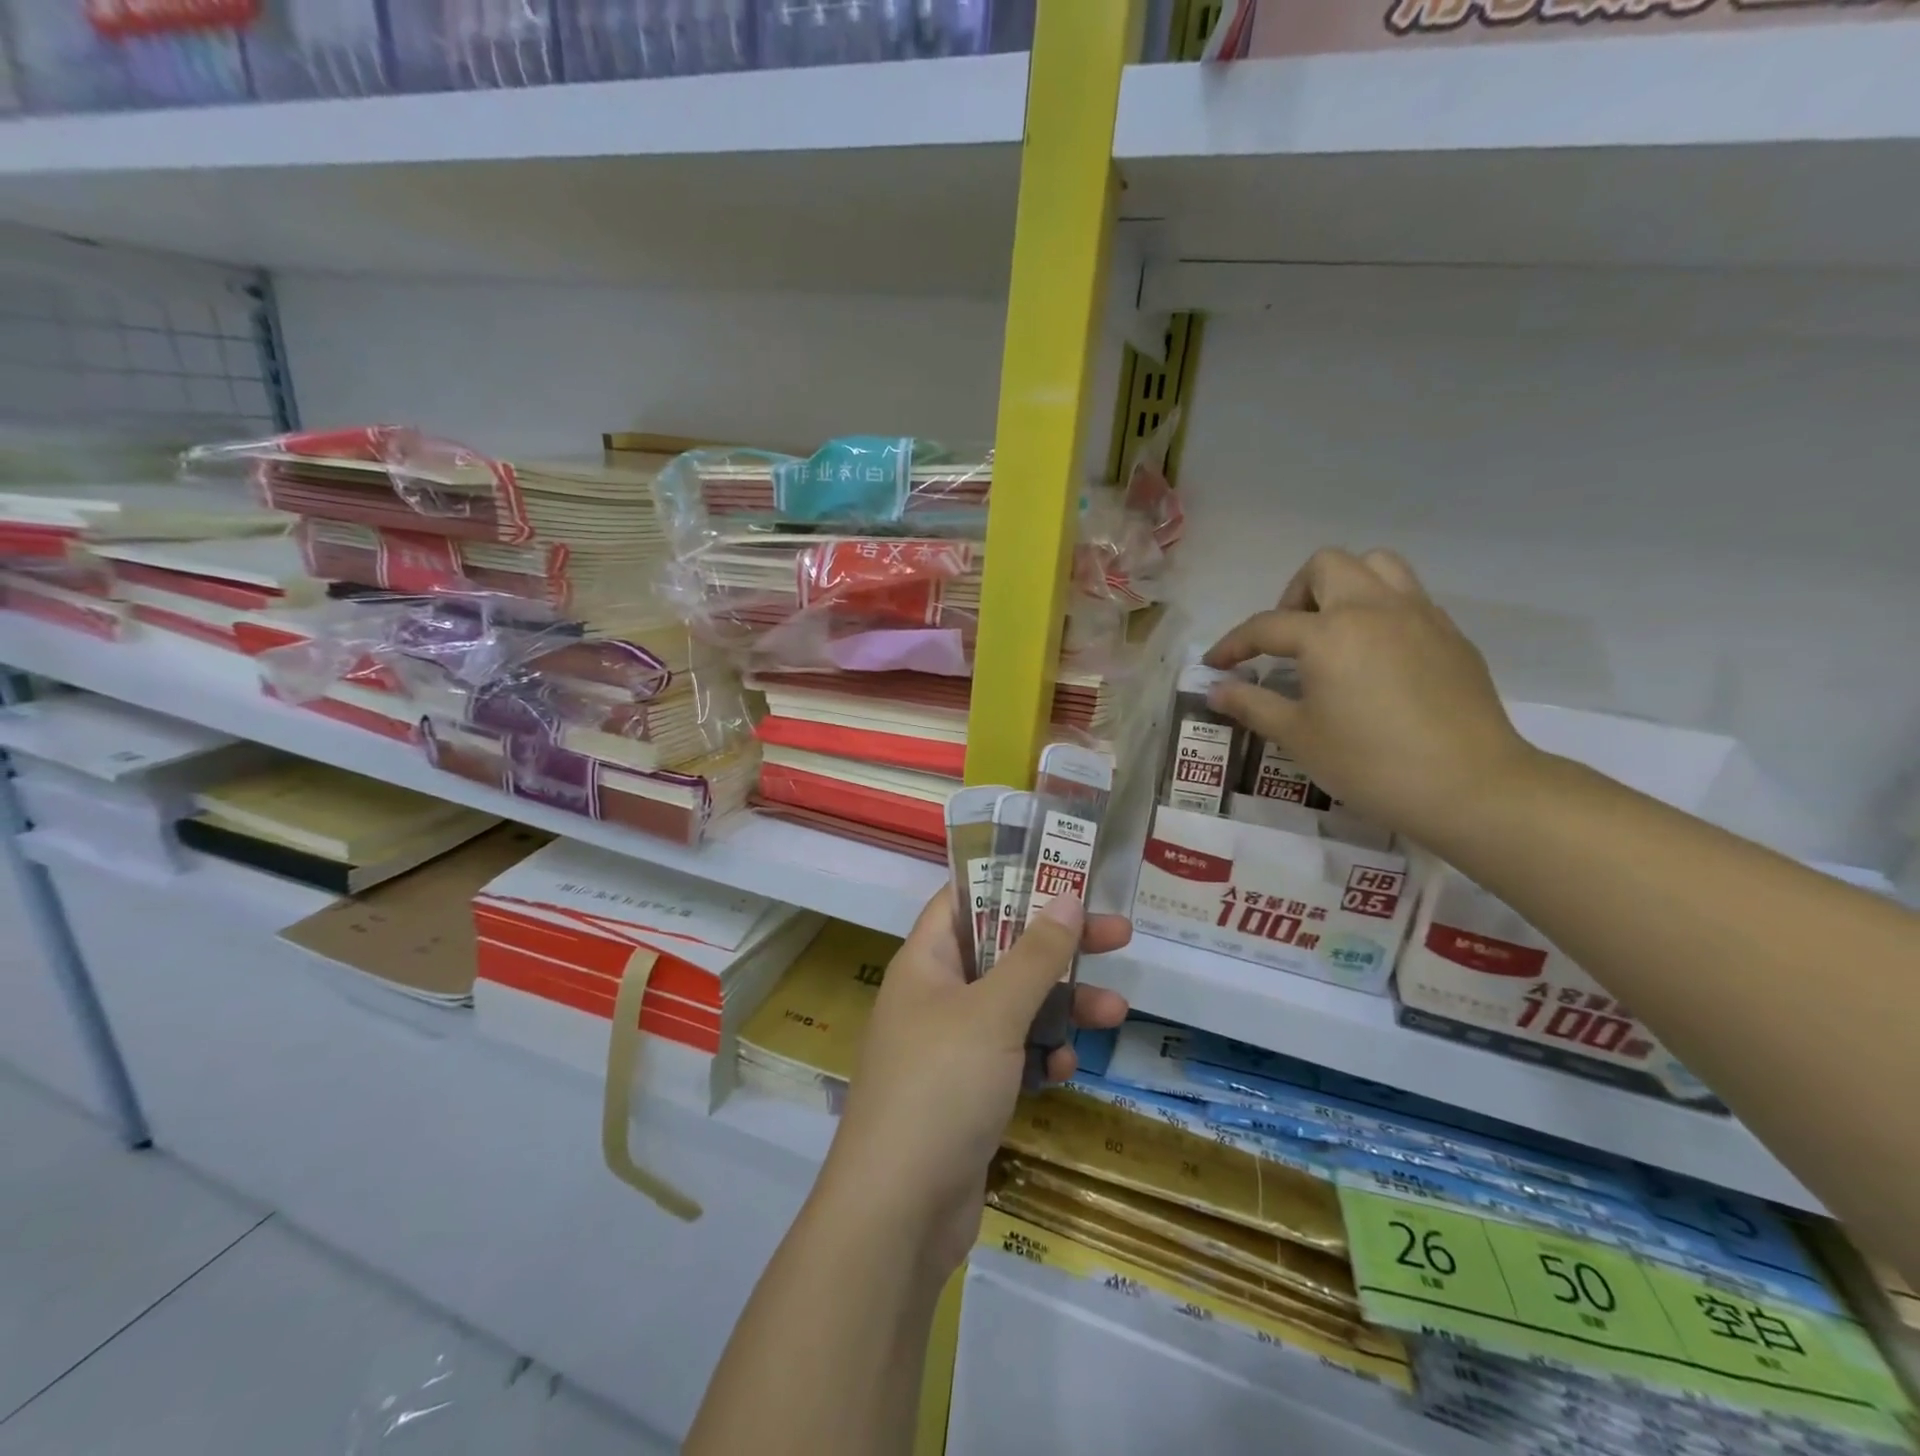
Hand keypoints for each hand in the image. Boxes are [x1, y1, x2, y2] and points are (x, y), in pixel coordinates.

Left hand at [818, 891, 1130, 1278]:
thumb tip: (1066, 895)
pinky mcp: (969, 1090)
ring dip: (1063, 1006)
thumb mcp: (993, 1012)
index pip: (965, 898)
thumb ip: (1035, 954)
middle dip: (1059, 948)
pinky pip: (1014, 1053)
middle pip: (1003, 951)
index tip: (1062, 875)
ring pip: (1017, 1006)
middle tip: (1118, 936)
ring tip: (1116, 1013)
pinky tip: (1066, 1069)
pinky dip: (1041, 1054)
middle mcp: (936, 995)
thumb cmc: (940, 1087)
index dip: (1011, 881)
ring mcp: (952, 1045)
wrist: (898, 1213)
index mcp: (925, 961)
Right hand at [1204, 547, 1535, 847]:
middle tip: (1287, 640)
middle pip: (1325, 566)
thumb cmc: (1370, 764)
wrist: (1469, 786)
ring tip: (1333, 631)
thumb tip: (1216, 690)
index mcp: (1329, 634)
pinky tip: (1375, 655)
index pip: (1266, 625)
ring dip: (1343, 586)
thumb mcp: (1299, 737)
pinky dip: (1380, 609)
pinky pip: (1408, 596)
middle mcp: (1373, 608)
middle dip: (1294, 595)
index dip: (1233, 644)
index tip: (1216, 664)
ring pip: (1376, 565)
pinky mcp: (1450, 633)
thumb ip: (1253, 705)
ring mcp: (1419, 615)